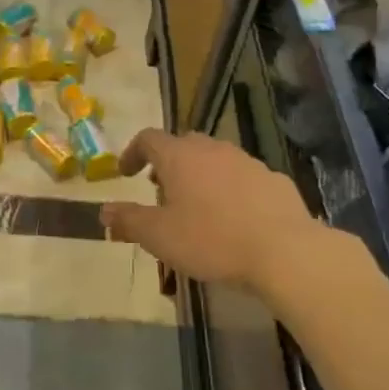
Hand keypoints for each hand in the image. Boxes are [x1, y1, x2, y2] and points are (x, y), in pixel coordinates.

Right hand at [98, 129, 372, 299]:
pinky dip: (230, 190)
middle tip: (160, 190)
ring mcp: (247, 162)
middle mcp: (213, 149)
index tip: (126, 173)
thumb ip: (128, 221)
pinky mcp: (274, 180)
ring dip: (200, 176)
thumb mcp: (158, 236)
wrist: (285, 251)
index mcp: (179, 156)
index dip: (133, 153)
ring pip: (215, 160)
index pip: (148, 138)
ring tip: (196, 207)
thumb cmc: (211, 240)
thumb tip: (103, 211)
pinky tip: (233, 219)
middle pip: (183, 144)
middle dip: (168, 163)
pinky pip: (243, 178)